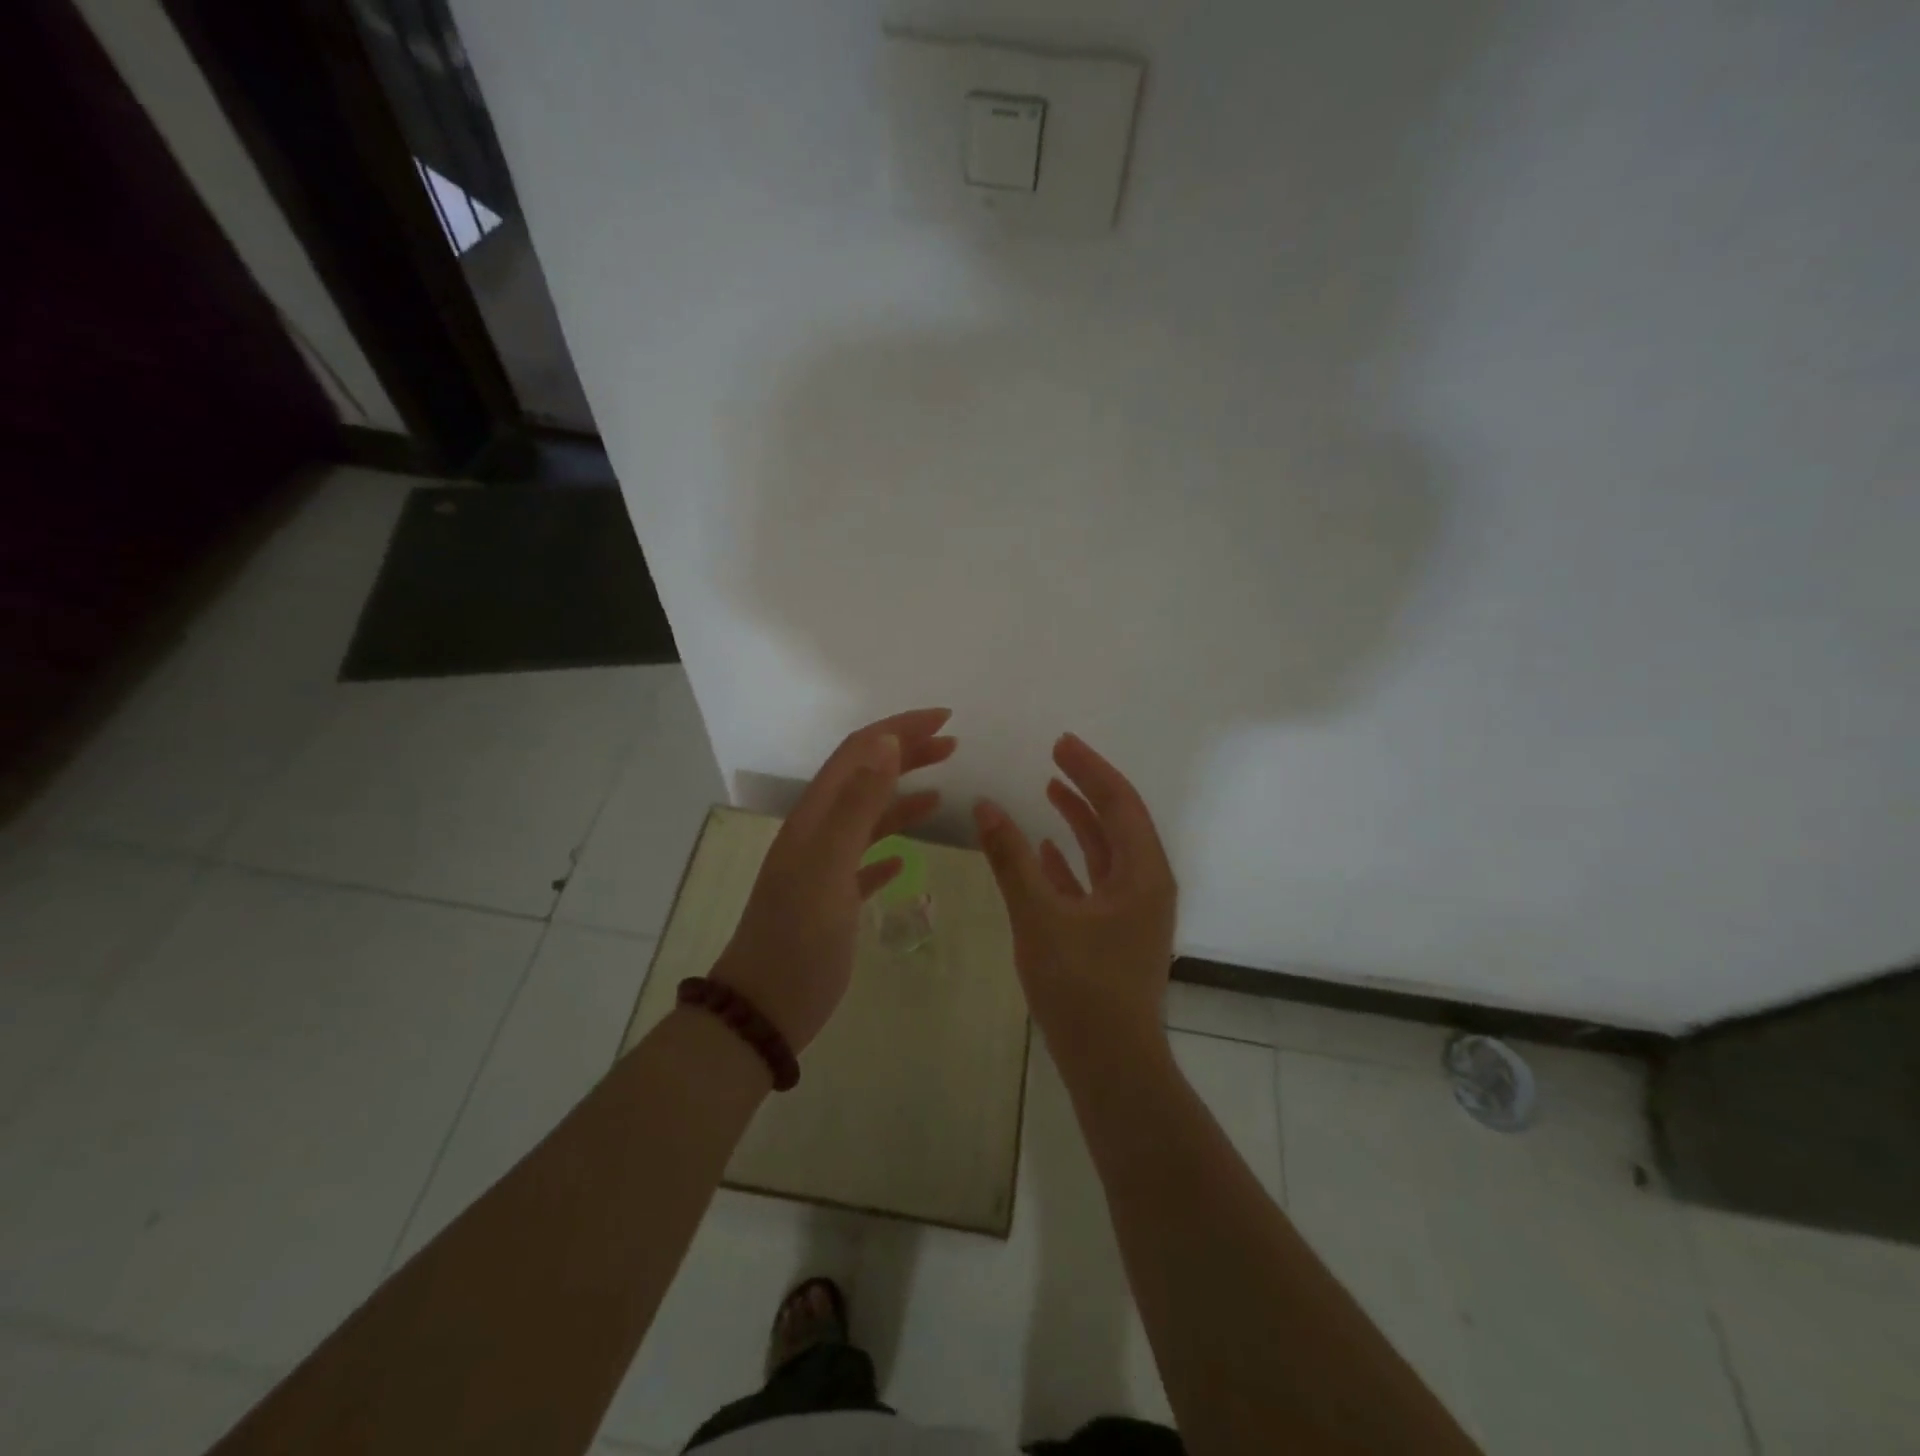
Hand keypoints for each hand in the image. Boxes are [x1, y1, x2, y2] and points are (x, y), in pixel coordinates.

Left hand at [712, 708, 955, 1052]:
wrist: (765, 1007)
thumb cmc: (799, 936)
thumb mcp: (828, 865)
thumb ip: (857, 803)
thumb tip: (886, 742)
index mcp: (815, 817)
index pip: (859, 752)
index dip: (899, 729)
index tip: (945, 719)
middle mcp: (818, 833)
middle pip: (866, 777)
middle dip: (907, 754)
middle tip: (952, 744)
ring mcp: (824, 867)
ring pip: (868, 818)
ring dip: (903, 797)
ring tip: (943, 791)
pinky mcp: (833, 900)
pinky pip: (864, 861)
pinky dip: (889, 849)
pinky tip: (905, 858)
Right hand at [974, 733, 1177, 1057]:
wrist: (1110, 1064)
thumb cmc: (1081, 986)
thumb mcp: (1040, 916)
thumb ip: (1012, 859)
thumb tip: (986, 807)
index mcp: (1142, 874)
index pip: (1119, 803)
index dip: (1090, 769)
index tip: (1060, 743)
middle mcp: (1146, 886)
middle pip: (1118, 823)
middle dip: (1087, 789)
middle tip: (1055, 759)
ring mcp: (1133, 913)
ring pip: (1107, 853)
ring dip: (1080, 822)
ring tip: (1049, 793)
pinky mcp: (1116, 935)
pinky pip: (1096, 883)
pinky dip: (1072, 862)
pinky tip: (1045, 852)